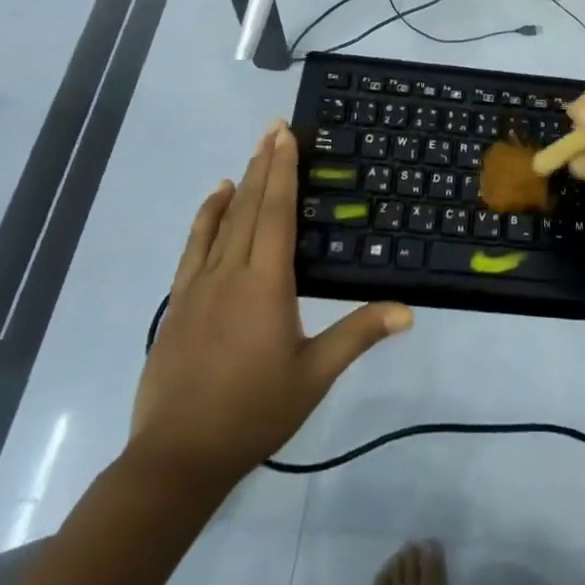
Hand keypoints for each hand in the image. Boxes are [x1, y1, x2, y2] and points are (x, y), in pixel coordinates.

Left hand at [130, 123, 412, 487]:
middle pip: (250, 205)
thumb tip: (408, 310)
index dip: (283, 169)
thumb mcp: (313, 375)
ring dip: (240, 182)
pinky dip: (206, 216)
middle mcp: (232, 271)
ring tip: (252, 151)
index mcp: (267, 282)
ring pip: (222, 220)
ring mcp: (200, 285)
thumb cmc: (252, 412)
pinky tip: (214, 198)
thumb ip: (358, 334)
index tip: (285, 134)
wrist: (176, 458)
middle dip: (264, 163)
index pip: (276, 211)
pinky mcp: (179, 302)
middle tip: (274, 126)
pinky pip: (194, 246)